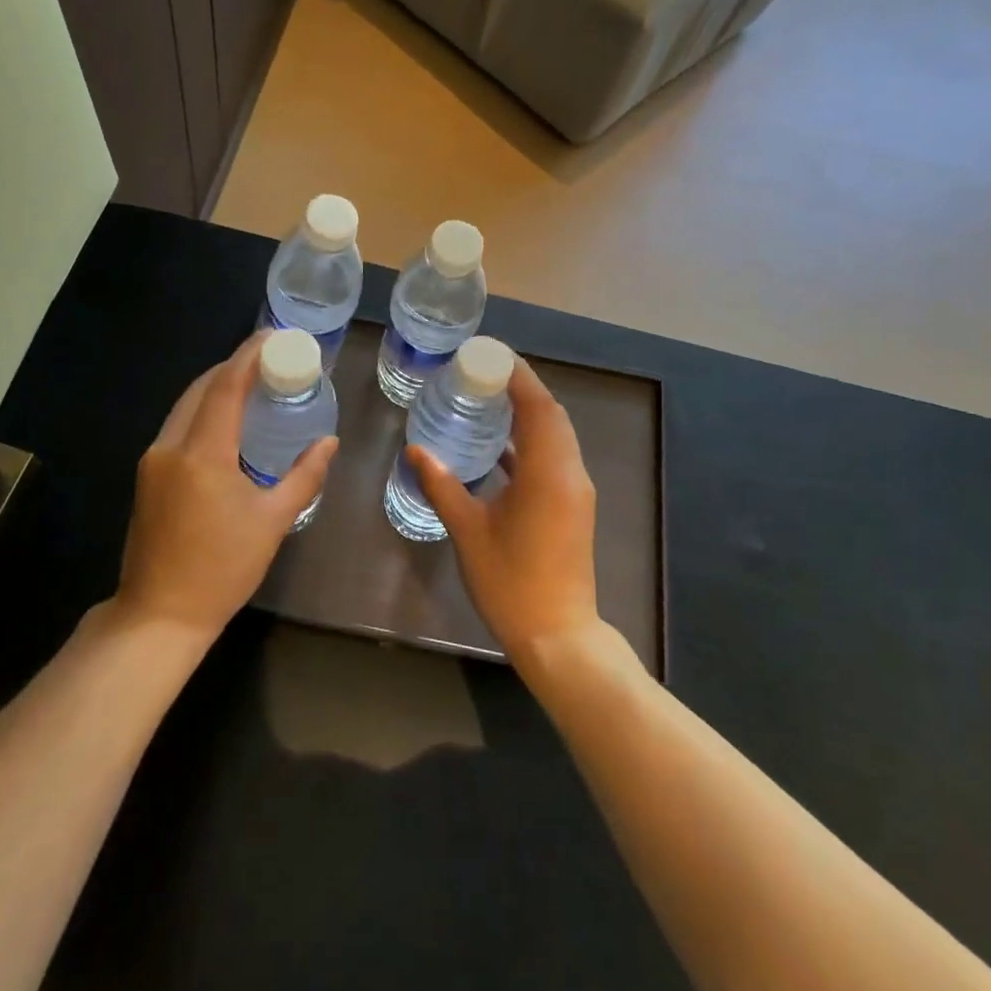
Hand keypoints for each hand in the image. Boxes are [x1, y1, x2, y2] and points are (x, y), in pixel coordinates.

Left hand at [113, 332, 338, 642]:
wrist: (159, 615)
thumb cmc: (222, 569)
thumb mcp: (273, 522)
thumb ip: (304, 476)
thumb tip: (329, 443)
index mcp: (203, 453)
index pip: (226, 386)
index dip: (250, 355)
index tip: (275, 336)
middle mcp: (171, 446)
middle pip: (202, 388)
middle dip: (235, 366)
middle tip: (271, 358)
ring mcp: (153, 460)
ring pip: (185, 405)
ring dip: (217, 386)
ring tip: (253, 381)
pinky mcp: (147, 475)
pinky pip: (178, 425)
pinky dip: (203, 410)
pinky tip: (226, 418)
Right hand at [407, 357, 600, 662]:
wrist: (557, 635)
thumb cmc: (511, 582)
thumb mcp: (468, 531)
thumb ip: (442, 486)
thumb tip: (415, 450)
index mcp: (547, 472)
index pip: (538, 406)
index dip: (518, 376)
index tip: (490, 355)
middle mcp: (569, 473)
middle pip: (551, 414)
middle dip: (522, 388)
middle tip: (483, 372)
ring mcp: (574, 490)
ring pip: (556, 435)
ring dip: (529, 412)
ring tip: (489, 398)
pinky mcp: (572, 505)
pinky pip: (554, 456)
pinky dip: (531, 441)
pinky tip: (499, 445)